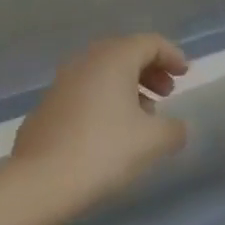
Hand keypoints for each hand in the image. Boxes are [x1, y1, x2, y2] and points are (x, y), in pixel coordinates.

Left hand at [10, 34, 189, 218]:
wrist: (40, 182)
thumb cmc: (104, 150)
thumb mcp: (152, 142)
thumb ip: (173, 130)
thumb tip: (177, 127)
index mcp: (114, 57)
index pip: (150, 43)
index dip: (172, 55)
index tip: (185, 74)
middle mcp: (87, 60)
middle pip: (125, 53)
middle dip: (149, 70)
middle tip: (166, 93)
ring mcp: (62, 81)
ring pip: (103, 73)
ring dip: (127, 87)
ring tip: (142, 117)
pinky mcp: (47, 106)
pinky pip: (84, 91)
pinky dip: (104, 100)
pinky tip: (110, 132)